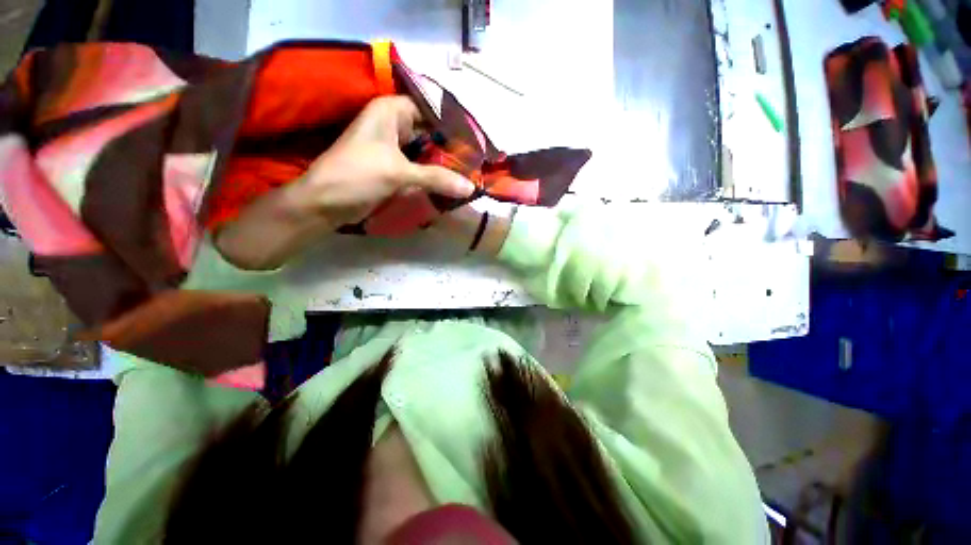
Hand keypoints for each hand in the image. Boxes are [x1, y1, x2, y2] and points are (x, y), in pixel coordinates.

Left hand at [215, 97, 474, 269]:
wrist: (326, 203)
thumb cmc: (357, 176)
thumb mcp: (399, 173)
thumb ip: (437, 178)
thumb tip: (471, 187)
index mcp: (391, 112)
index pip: (431, 110)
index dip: (453, 125)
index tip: (476, 142)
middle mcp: (394, 125)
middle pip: (431, 133)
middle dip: (452, 148)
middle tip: (477, 163)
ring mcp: (394, 148)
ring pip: (427, 152)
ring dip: (444, 164)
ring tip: (470, 174)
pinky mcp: (394, 168)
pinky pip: (420, 168)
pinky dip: (433, 176)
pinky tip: (451, 184)